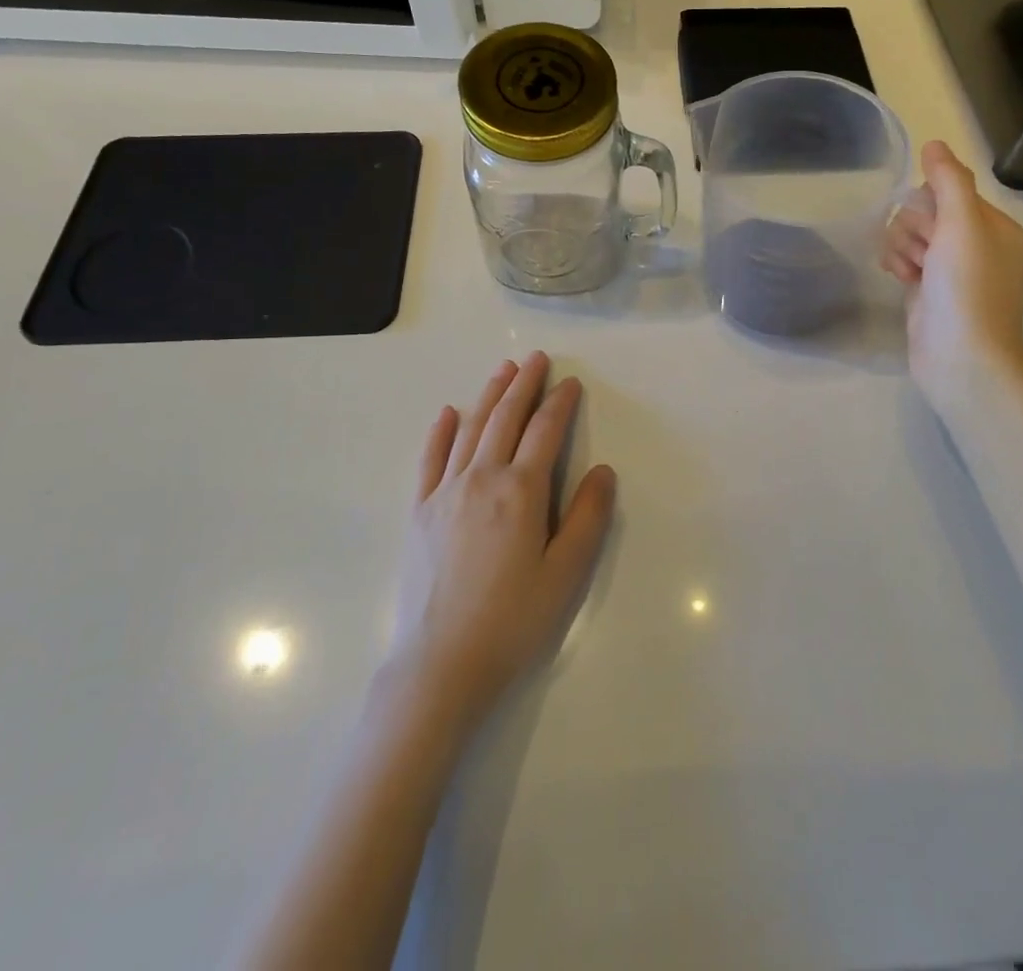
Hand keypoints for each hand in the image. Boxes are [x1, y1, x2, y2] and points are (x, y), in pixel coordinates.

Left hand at [386, 352, 615, 731]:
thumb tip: (603, 471)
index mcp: (521, 491)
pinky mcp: (420, 511)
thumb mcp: (566, 573)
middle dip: (524, 384)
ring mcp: (445, 492)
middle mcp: (481, 478)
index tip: (571, 382)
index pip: (545, 432)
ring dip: (488, 395)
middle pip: (505, 418)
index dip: (560, 403)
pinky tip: (449, 412)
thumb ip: (587, 518)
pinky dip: (441, 431)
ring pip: (470, 429)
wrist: (441, 664)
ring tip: (503, 370)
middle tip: (536, 358)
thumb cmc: (513, 620)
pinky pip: (430, 459)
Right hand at [883, 140, 1022, 410]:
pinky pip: (905, 259)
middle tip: (923, 256)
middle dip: (913, 229)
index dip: (929, 205)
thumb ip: (948, 180)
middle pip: (926, 212)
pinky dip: (898, 264)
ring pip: (910, 235)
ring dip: (902, 247)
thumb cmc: (967, 289)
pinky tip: (900, 280)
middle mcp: (977, 245)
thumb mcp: (962, 226)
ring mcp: (951, 270)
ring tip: (910, 272)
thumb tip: (934, 143)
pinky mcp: (929, 291)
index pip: (948, 190)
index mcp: (995, 227)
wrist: (961, 359)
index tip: (932, 231)